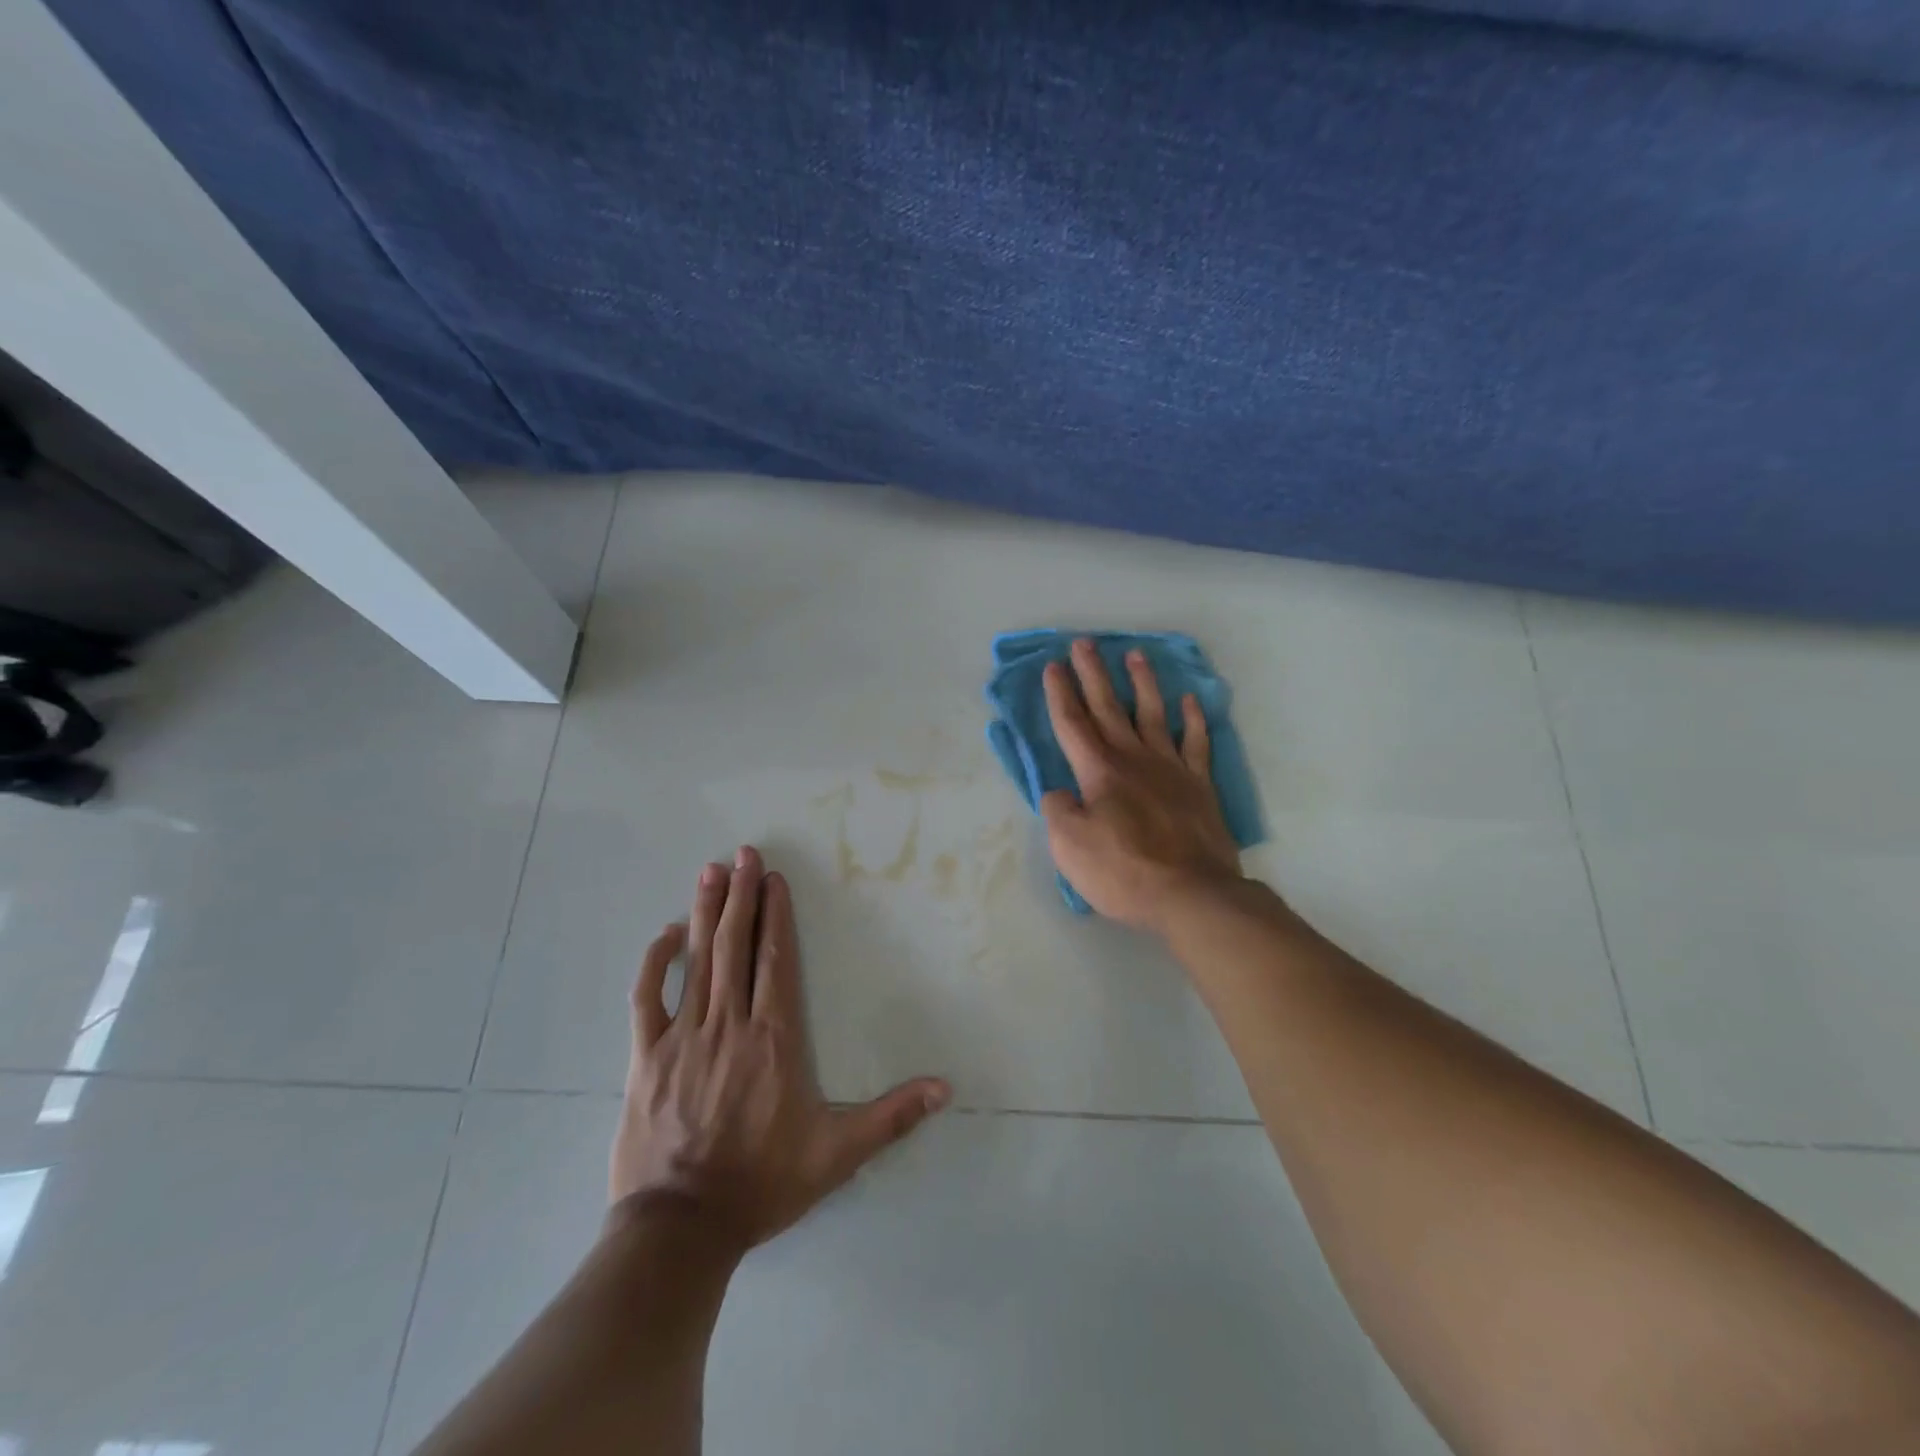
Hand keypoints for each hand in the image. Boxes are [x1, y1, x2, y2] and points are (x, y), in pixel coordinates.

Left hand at [610, 847, 950, 1249]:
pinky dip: (655, 962)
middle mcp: (730, 1023)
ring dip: (704, 912)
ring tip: (711, 872)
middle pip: (736, 946)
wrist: (680, 1228)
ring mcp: (684, 1036)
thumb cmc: (762, 1183)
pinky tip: (664, 935)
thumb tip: (945, 1088)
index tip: (775, 879)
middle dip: (741, 896)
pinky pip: (647, 998)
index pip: (776, 960)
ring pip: (695, 960)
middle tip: (743, 854)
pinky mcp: (646, 1057)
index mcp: (774, 1038)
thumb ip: (891, 1116)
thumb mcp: (837, 1153)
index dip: (776, 915)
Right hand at [1041, 638, 1243, 934]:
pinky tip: (1190, 701)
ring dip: (1142, 683)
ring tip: (1135, 654)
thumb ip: (1058, 811)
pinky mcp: (1199, 785)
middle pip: (1109, 707)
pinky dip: (1193, 720)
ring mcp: (1171, 768)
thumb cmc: (1123, 872)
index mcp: (1099, 771)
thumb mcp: (1069, 846)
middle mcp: (1134, 758)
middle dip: (1093, 674)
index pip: (1073, 723)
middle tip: (1084, 642)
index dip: (1060, 694)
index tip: (1053, 665)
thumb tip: (1061, 792)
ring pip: (1154, 714)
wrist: (1191, 894)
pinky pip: (1196, 743)